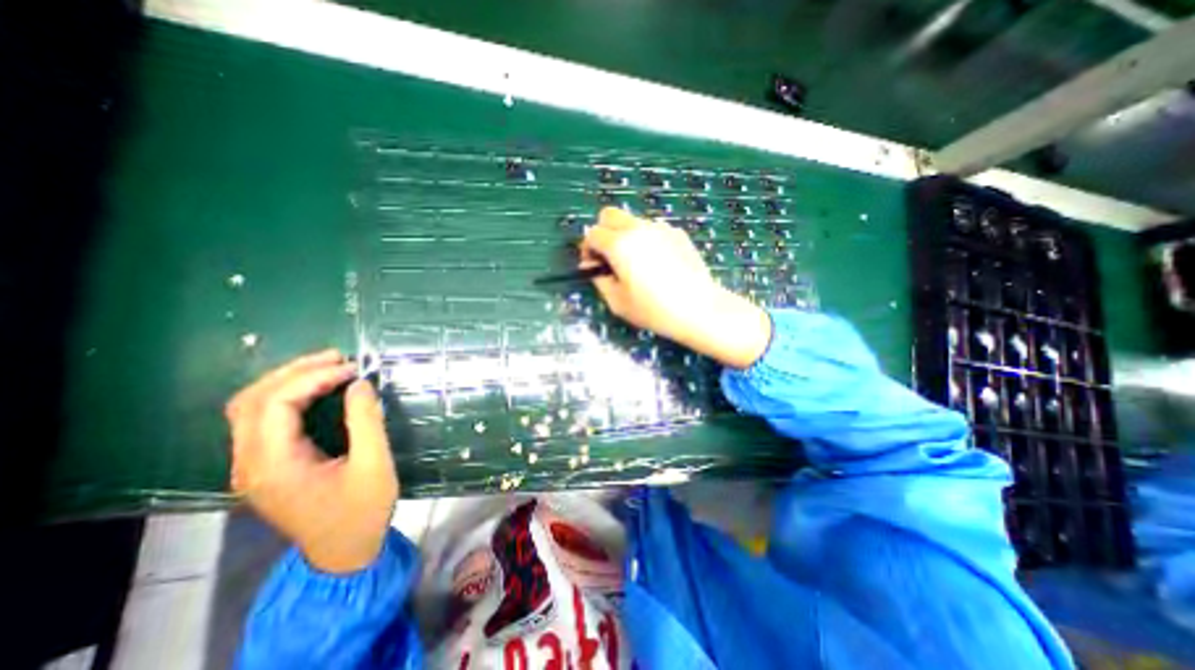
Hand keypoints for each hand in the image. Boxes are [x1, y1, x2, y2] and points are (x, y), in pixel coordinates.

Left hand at [220, 347, 395, 572]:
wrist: (344, 552)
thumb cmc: (362, 511)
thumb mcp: (374, 465)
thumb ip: (366, 422)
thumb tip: (360, 384)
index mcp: (273, 466)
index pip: (275, 404)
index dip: (313, 378)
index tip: (353, 369)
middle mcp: (250, 463)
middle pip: (252, 400)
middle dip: (295, 371)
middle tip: (338, 358)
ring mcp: (252, 465)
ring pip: (251, 407)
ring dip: (287, 381)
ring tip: (328, 366)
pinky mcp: (265, 465)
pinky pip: (262, 419)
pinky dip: (288, 396)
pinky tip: (316, 389)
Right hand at [581, 208, 770, 369]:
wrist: (698, 308)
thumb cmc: (653, 310)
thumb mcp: (617, 302)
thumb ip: (599, 279)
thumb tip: (592, 265)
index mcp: (619, 245)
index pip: (592, 233)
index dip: (588, 249)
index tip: (595, 265)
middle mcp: (638, 229)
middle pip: (609, 214)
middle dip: (603, 232)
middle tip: (610, 256)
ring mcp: (660, 228)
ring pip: (632, 221)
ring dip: (626, 235)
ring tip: (637, 263)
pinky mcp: (677, 233)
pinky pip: (653, 229)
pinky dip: (647, 239)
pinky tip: (658, 263)